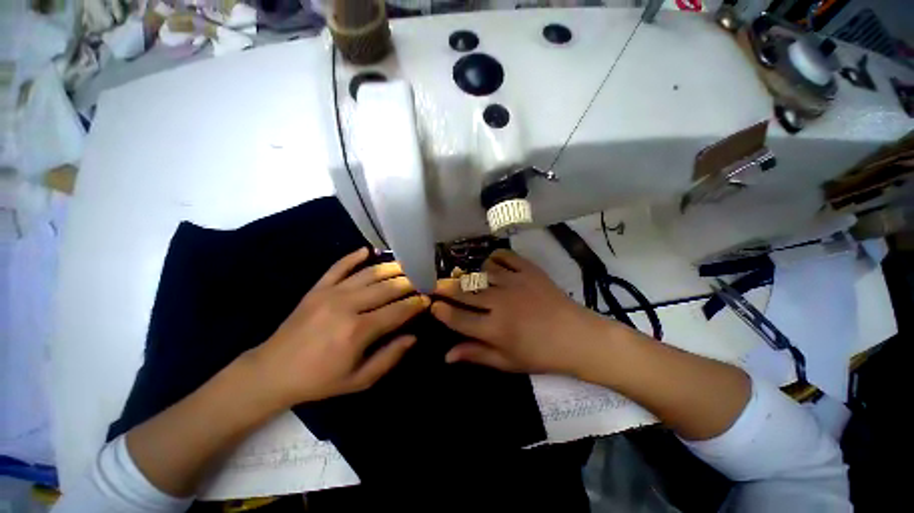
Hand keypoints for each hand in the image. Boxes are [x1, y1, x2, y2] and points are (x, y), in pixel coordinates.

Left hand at [248, 248, 428, 407]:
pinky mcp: (318, 288)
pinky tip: (368, 250)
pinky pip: (339, 266)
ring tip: (406, 266)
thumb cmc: (319, 380)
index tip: (428, 299)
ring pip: (369, 274)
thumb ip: (389, 357)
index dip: (416, 304)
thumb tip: (413, 337)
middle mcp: (348, 305)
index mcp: (359, 330)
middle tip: (423, 279)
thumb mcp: (359, 381)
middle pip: (387, 287)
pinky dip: (354, 256)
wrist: (272, 372)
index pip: (398, 310)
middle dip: (410, 282)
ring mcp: (331, 293)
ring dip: (390, 268)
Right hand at [431, 249, 619, 374]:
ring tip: (462, 277)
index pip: (458, 318)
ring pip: (481, 273)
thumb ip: (476, 354)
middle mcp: (500, 303)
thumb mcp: (507, 362)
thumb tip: (446, 355)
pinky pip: (505, 256)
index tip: (432, 305)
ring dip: (468, 275)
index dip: (441, 311)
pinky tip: (489, 263)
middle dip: (446, 288)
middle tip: (437, 285)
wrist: (577, 337)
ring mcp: (514, 283)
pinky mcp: (528, 270)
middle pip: (464, 292)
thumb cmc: (541, 354)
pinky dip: (493, 257)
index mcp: (494, 329)